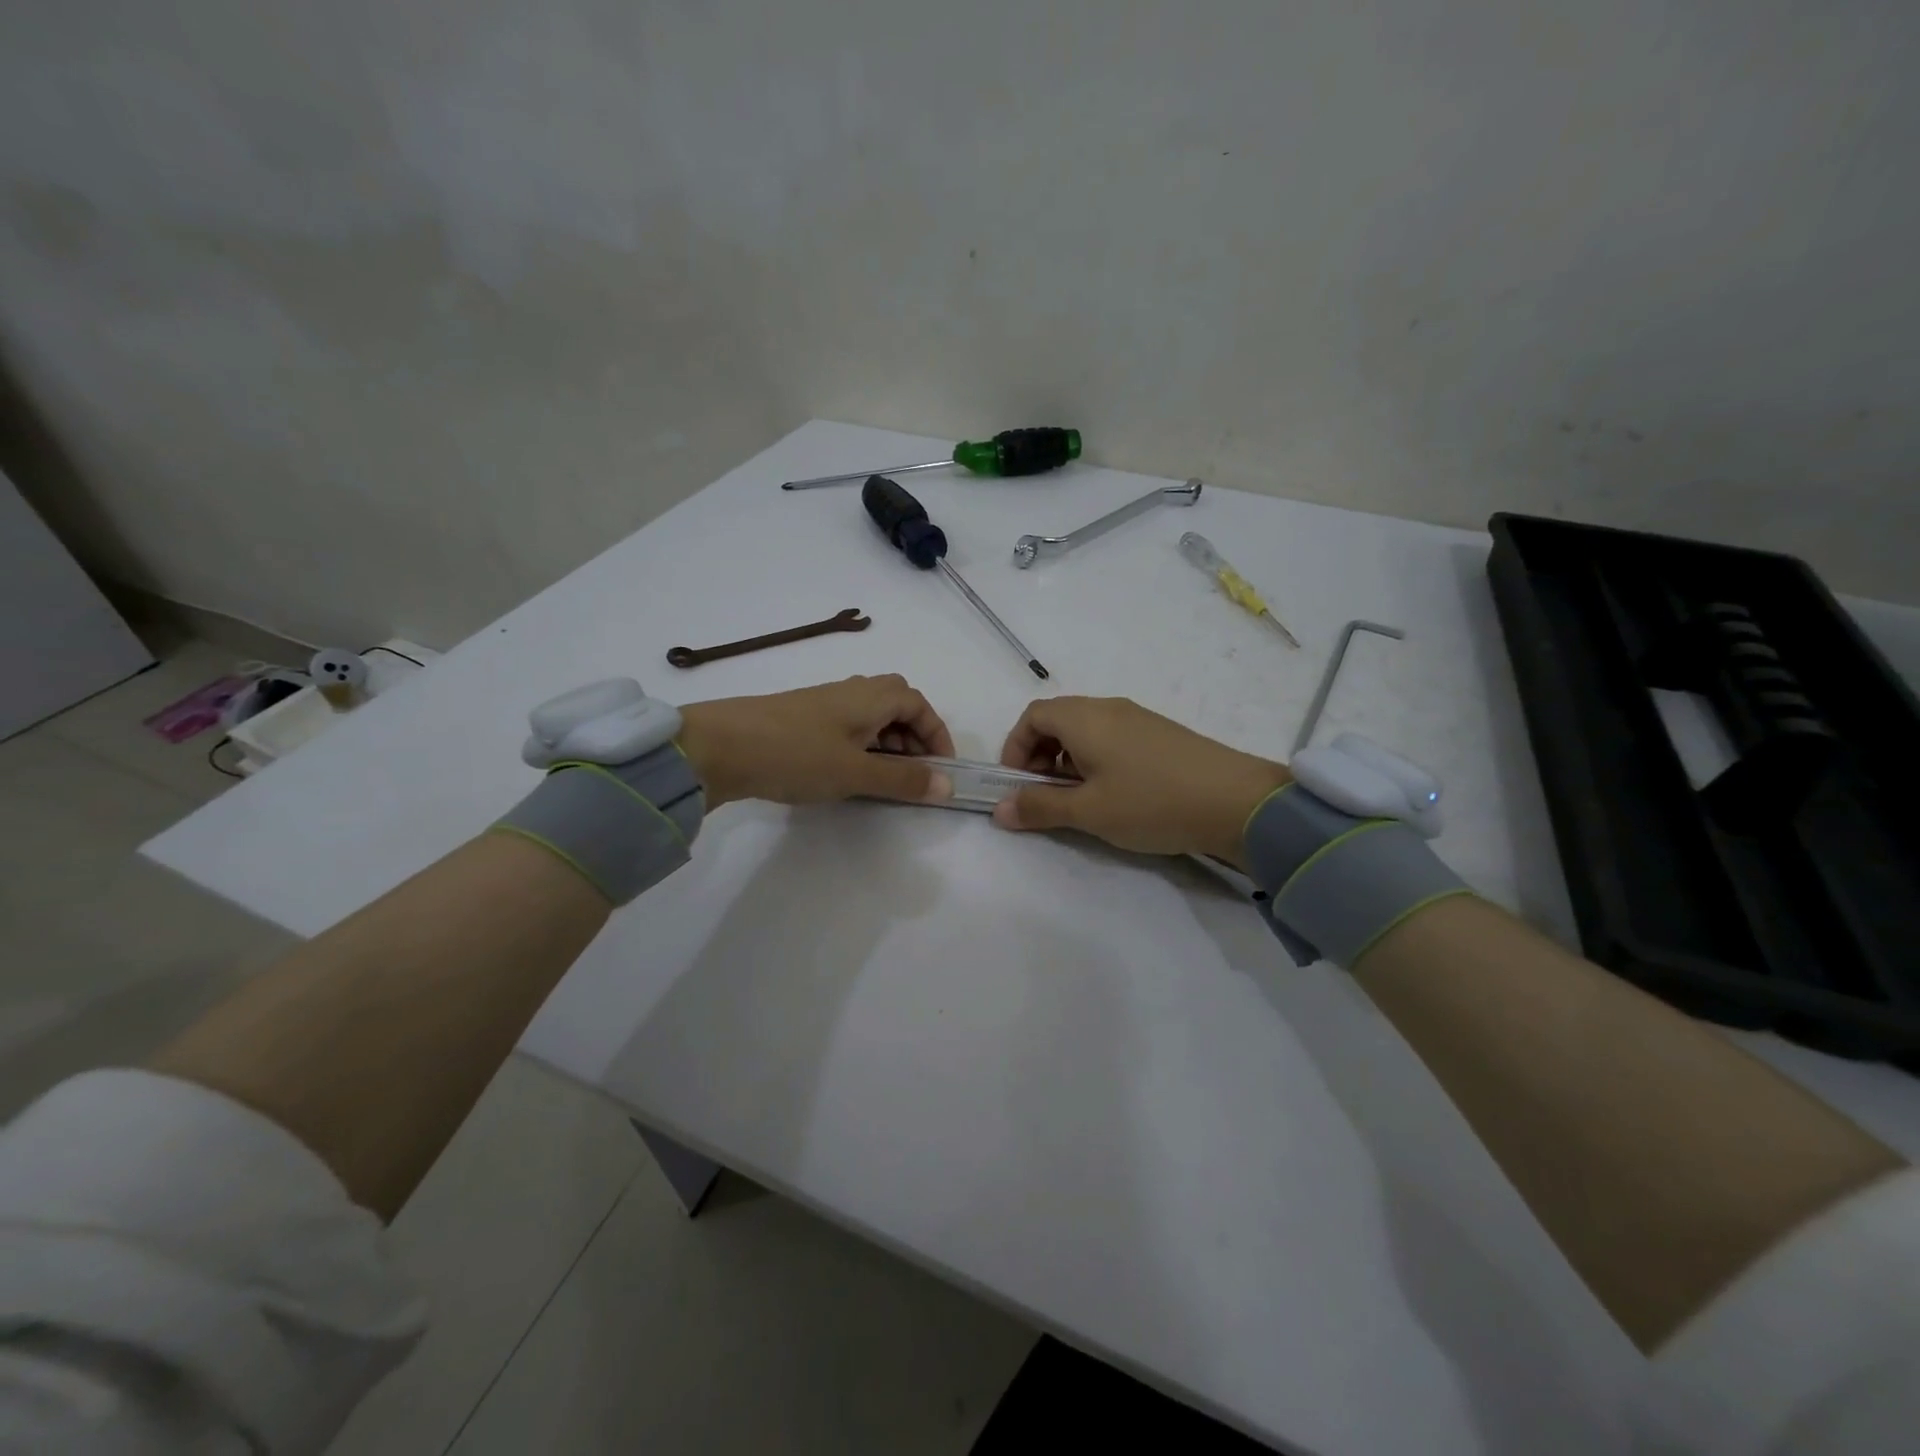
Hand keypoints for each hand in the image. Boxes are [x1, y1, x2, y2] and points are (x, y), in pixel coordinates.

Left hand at [677, 675, 955, 809]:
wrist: (719, 747)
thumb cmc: (796, 754)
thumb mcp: (856, 773)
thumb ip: (903, 780)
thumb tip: (948, 786)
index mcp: (871, 696)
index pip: (919, 704)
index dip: (937, 734)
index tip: (941, 769)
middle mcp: (851, 691)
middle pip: (897, 705)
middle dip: (913, 738)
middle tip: (914, 774)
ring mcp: (823, 704)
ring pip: (870, 717)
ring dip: (887, 744)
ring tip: (883, 779)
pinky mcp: (801, 719)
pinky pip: (846, 728)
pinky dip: (860, 747)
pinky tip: (847, 773)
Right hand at [992, 697, 1288, 865]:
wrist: (1237, 802)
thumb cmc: (1151, 802)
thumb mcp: (1089, 811)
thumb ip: (1040, 806)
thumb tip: (999, 809)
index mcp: (1085, 718)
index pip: (1032, 716)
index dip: (1016, 748)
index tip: (1018, 785)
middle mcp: (1108, 708)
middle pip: (1057, 720)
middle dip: (1040, 756)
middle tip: (1045, 795)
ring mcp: (1138, 719)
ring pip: (1085, 731)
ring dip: (1068, 761)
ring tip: (1079, 800)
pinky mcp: (1160, 735)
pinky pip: (1112, 738)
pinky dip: (1096, 761)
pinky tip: (1114, 795)